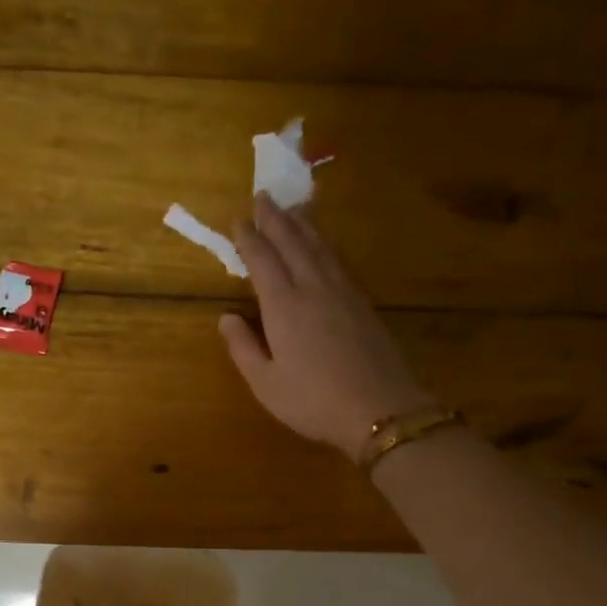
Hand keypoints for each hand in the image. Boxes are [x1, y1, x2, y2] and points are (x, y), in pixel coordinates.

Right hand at [220, 195, 432, 459]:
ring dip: (303, 225)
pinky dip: (324, 245)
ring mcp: (342, 293)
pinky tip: (323, 246)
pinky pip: (338, 260)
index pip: (262, 261)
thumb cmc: (313, 401)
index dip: (249, 239)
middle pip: (292, 244)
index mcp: (283, 307)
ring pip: (319, 247)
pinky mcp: (363, 303)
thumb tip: (227, 317)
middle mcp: (313, 288)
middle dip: (275, 219)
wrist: (379, 409)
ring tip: (293, 209)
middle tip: (263, 196)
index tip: (238, 220)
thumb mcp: (265, 384)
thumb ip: (243, 348)